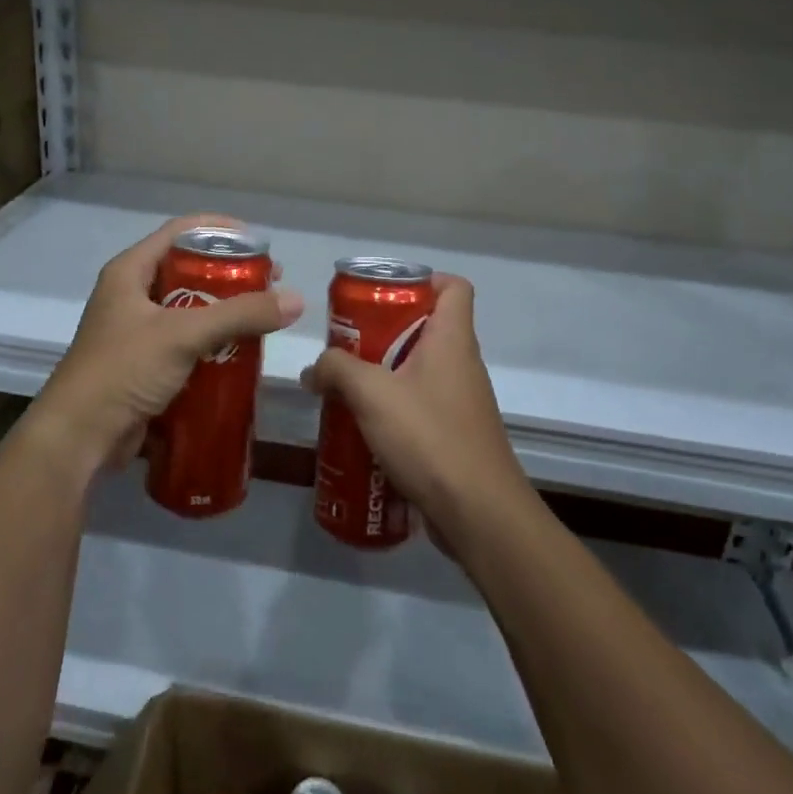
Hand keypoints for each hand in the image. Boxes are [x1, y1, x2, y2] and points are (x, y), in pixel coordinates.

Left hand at [24, 214, 303, 483]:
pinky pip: (185, 342)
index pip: (180, 232)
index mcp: (130, 272)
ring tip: (261, 317)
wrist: (79, 437)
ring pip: (189, 308)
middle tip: (269, 283)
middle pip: (188, 269)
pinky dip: (212, 342)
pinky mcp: (143, 364)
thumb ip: (240, 315)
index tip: (259, 241)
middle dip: (230, 275)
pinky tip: (241, 351)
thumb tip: (296, 300)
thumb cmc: (124, 370)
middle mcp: (131, 294)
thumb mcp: (184, 334)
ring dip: (224, 311)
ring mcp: (136, 331)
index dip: (220, 230)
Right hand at [300, 274, 528, 546]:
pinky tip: (362, 427)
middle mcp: (462, 364)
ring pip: (419, 370)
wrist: (478, 513)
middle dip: (384, 330)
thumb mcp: (372, 394)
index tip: (382, 293)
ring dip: (384, 373)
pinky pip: (420, 407)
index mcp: (452, 340)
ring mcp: (461, 402)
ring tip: (345, 385)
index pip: (454, 287)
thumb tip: (314, 369)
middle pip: (427, 328)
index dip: (423, 279)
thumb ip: (337, 370)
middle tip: (347, 342)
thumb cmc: (430, 437)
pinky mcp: (454, 435)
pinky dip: (392, 409)